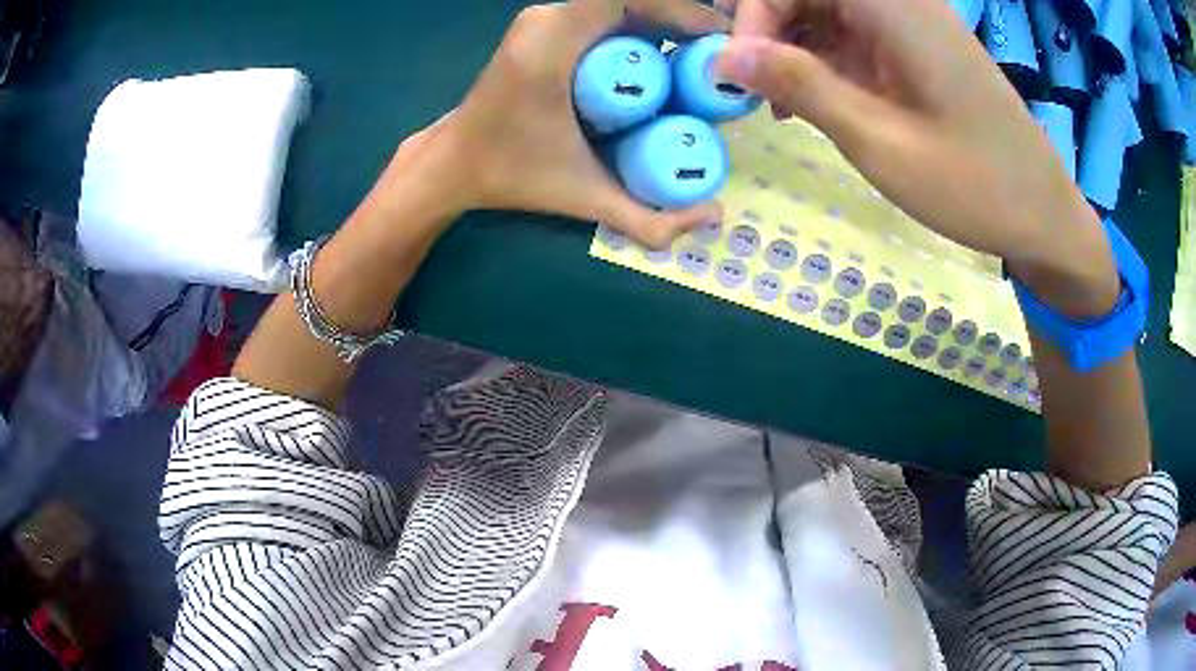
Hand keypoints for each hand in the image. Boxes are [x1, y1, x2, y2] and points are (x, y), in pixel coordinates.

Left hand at [422, 0, 728, 248]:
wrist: (455, 164)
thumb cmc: (513, 175)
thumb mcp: (585, 197)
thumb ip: (649, 219)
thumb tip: (717, 216)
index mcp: (554, 39)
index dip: (684, 11)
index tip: (721, 41)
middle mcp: (548, 17)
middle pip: (630, 0)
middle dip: (681, 21)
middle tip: (718, 57)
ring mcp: (542, 19)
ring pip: (617, 6)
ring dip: (662, 23)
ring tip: (699, 59)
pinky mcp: (542, 27)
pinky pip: (601, 16)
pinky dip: (637, 28)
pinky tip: (662, 59)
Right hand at [714, 0, 1119, 316]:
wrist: (1045, 216)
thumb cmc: (974, 186)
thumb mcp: (880, 142)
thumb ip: (802, 87)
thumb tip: (723, 56)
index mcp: (896, 8)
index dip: (757, 13)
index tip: (744, 70)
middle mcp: (903, 2)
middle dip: (773, 32)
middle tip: (762, 93)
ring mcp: (914, 24)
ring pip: (830, 13)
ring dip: (799, 50)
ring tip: (789, 108)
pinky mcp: (921, 48)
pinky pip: (857, 36)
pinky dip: (831, 64)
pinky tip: (827, 105)